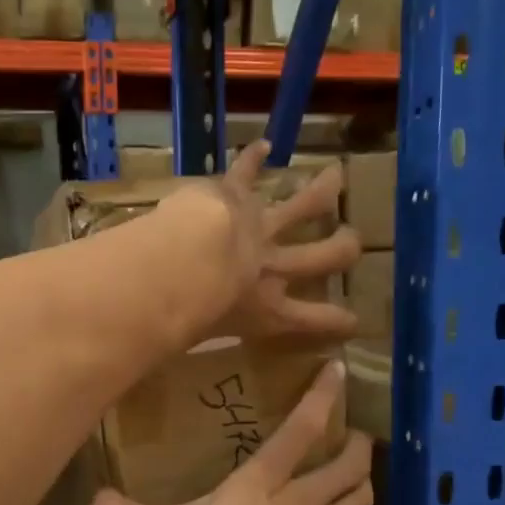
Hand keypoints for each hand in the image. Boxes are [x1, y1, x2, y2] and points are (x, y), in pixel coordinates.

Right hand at [90, 361, 375, 504]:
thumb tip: (94, 496)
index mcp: (261, 483)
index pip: (300, 429)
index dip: (322, 396)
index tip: (338, 371)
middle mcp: (301, 500)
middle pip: (348, 462)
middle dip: (357, 445)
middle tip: (355, 436)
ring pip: (361, 497)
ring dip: (363, 482)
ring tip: (357, 476)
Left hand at [155, 140, 360, 339]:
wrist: (184, 264)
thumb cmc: (188, 316)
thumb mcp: (194, 341)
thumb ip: (185, 343)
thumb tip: (150, 360)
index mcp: (268, 310)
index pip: (313, 320)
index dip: (337, 321)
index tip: (354, 322)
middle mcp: (273, 268)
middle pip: (322, 257)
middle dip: (343, 248)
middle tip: (353, 242)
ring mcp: (259, 228)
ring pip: (302, 207)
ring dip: (320, 191)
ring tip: (336, 177)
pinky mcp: (234, 196)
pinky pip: (246, 173)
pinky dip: (252, 158)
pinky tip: (262, 144)